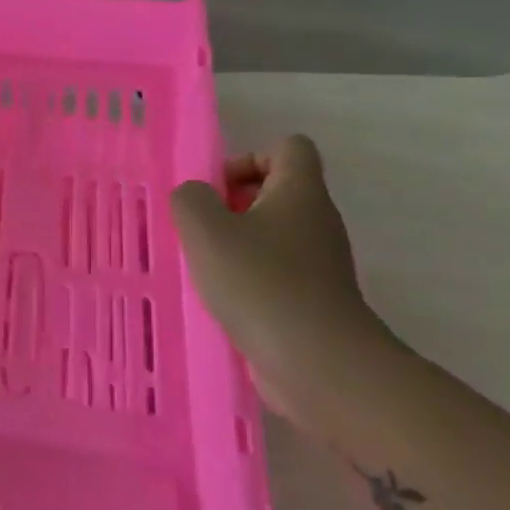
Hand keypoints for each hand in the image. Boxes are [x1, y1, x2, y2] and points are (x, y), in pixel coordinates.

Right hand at [170, 135, 384, 419]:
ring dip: (234, 244)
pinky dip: (246, 278)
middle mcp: (316, 220)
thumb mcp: (206, 230)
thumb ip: (190, 200)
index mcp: (300, 192)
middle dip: (231, 205)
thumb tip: (195, 197)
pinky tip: (221, 299)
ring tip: (203, 268)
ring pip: (272, 235)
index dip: (247, 159)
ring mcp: (319, 262)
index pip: (287, 147)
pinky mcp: (312, 298)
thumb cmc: (259, 283)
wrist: (317, 361)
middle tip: (200, 231)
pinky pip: (274, 271)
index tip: (216, 192)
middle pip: (276, 191)